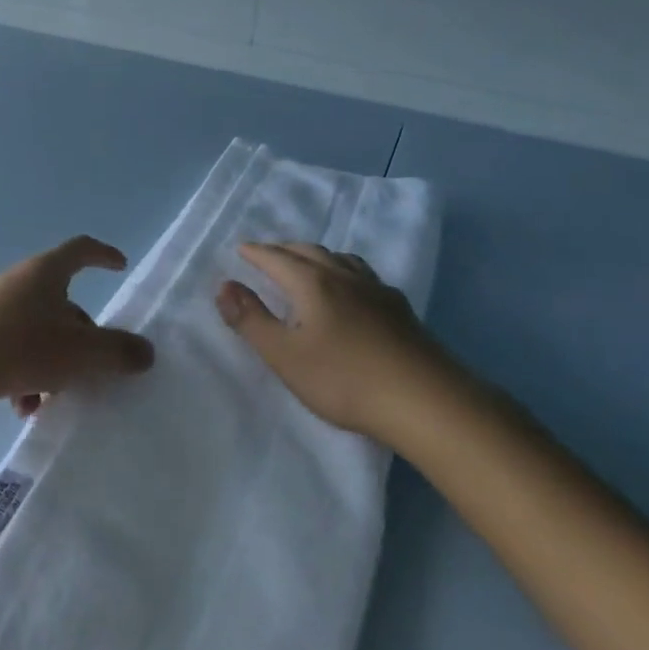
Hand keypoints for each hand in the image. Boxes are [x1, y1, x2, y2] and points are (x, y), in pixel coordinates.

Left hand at [0, 236, 153, 413]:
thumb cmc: (22, 347)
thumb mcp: (81, 353)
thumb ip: (118, 351)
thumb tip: (145, 352)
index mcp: (47, 273)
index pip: (81, 249)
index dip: (104, 255)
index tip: (120, 266)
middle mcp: (20, 283)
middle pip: (63, 302)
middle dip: (82, 336)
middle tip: (94, 366)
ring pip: (40, 333)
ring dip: (55, 364)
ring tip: (53, 398)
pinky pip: (14, 351)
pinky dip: (27, 375)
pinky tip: (22, 407)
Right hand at [217, 242, 458, 436]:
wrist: (424, 400)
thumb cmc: (343, 379)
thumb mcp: (284, 355)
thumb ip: (251, 320)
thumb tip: (224, 286)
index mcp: (312, 283)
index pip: (276, 258)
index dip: (255, 253)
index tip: (240, 250)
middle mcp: (343, 276)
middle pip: (308, 251)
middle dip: (284, 249)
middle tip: (268, 254)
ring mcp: (376, 290)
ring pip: (340, 259)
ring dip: (316, 256)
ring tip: (308, 264)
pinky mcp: (399, 308)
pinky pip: (363, 275)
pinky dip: (344, 271)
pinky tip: (353, 290)